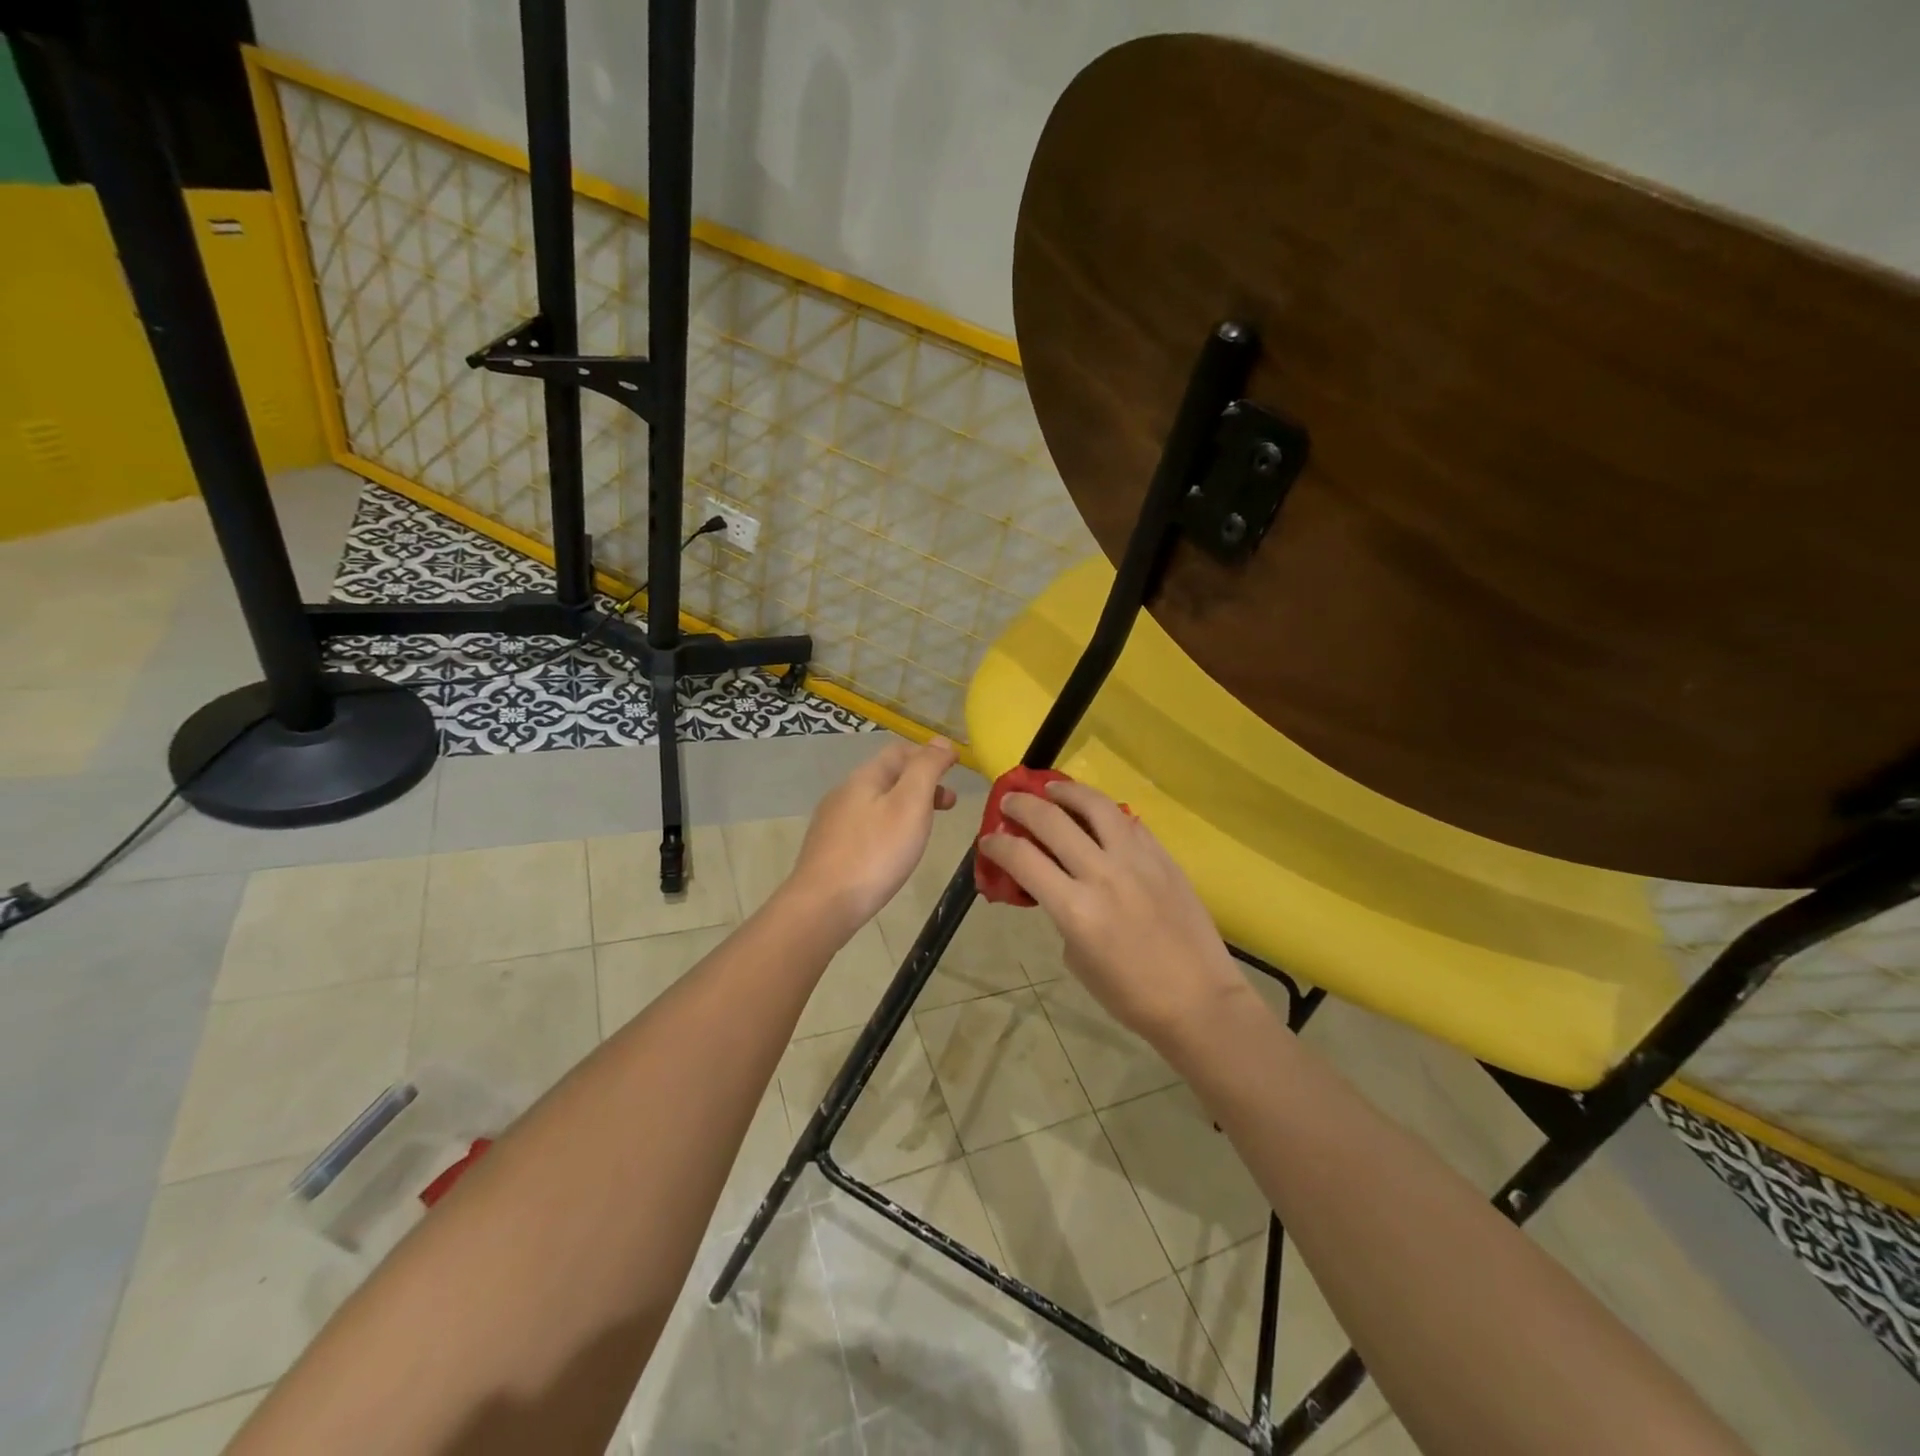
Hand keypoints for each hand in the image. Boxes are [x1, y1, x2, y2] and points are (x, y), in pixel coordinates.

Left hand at [785, 738, 958, 934]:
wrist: (823, 905)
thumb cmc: (875, 853)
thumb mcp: (910, 804)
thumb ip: (926, 769)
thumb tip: (940, 742)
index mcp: (864, 777)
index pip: (900, 750)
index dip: (930, 754)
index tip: (957, 767)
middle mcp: (844, 792)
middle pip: (888, 776)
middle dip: (922, 782)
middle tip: (949, 804)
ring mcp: (833, 821)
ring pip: (877, 801)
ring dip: (906, 805)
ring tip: (925, 828)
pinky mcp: (829, 848)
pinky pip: (865, 825)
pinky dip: (888, 825)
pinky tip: (893, 849)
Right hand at [978, 780, 1245, 1043]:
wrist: (1199, 1000)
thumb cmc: (1130, 995)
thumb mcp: (1077, 959)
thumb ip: (1062, 913)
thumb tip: (1055, 884)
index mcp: (1075, 909)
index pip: (1022, 858)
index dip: (997, 843)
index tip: (988, 838)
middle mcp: (1102, 874)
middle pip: (1051, 820)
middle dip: (1022, 806)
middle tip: (1010, 802)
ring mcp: (1137, 860)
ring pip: (1095, 805)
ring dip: (1066, 791)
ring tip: (1051, 788)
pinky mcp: (1163, 857)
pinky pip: (1128, 822)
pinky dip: (1104, 811)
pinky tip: (1096, 813)